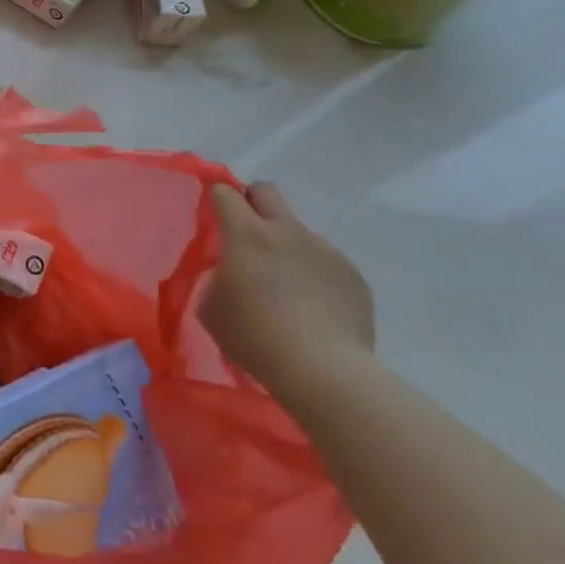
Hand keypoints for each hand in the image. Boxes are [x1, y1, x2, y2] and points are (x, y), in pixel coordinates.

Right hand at [200, 182, 374, 405]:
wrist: (325, 372)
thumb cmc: (255, 337)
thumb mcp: (211, 307)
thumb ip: (216, 277)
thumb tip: (231, 271)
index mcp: (246, 234)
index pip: (224, 193)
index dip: (214, 199)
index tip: (211, 217)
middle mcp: (287, 231)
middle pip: (266, 191)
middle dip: (251, 202)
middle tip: (245, 235)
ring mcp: (325, 250)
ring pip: (298, 231)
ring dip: (286, 247)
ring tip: (286, 289)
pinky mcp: (354, 275)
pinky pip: (325, 261)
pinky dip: (314, 274)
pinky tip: (313, 309)